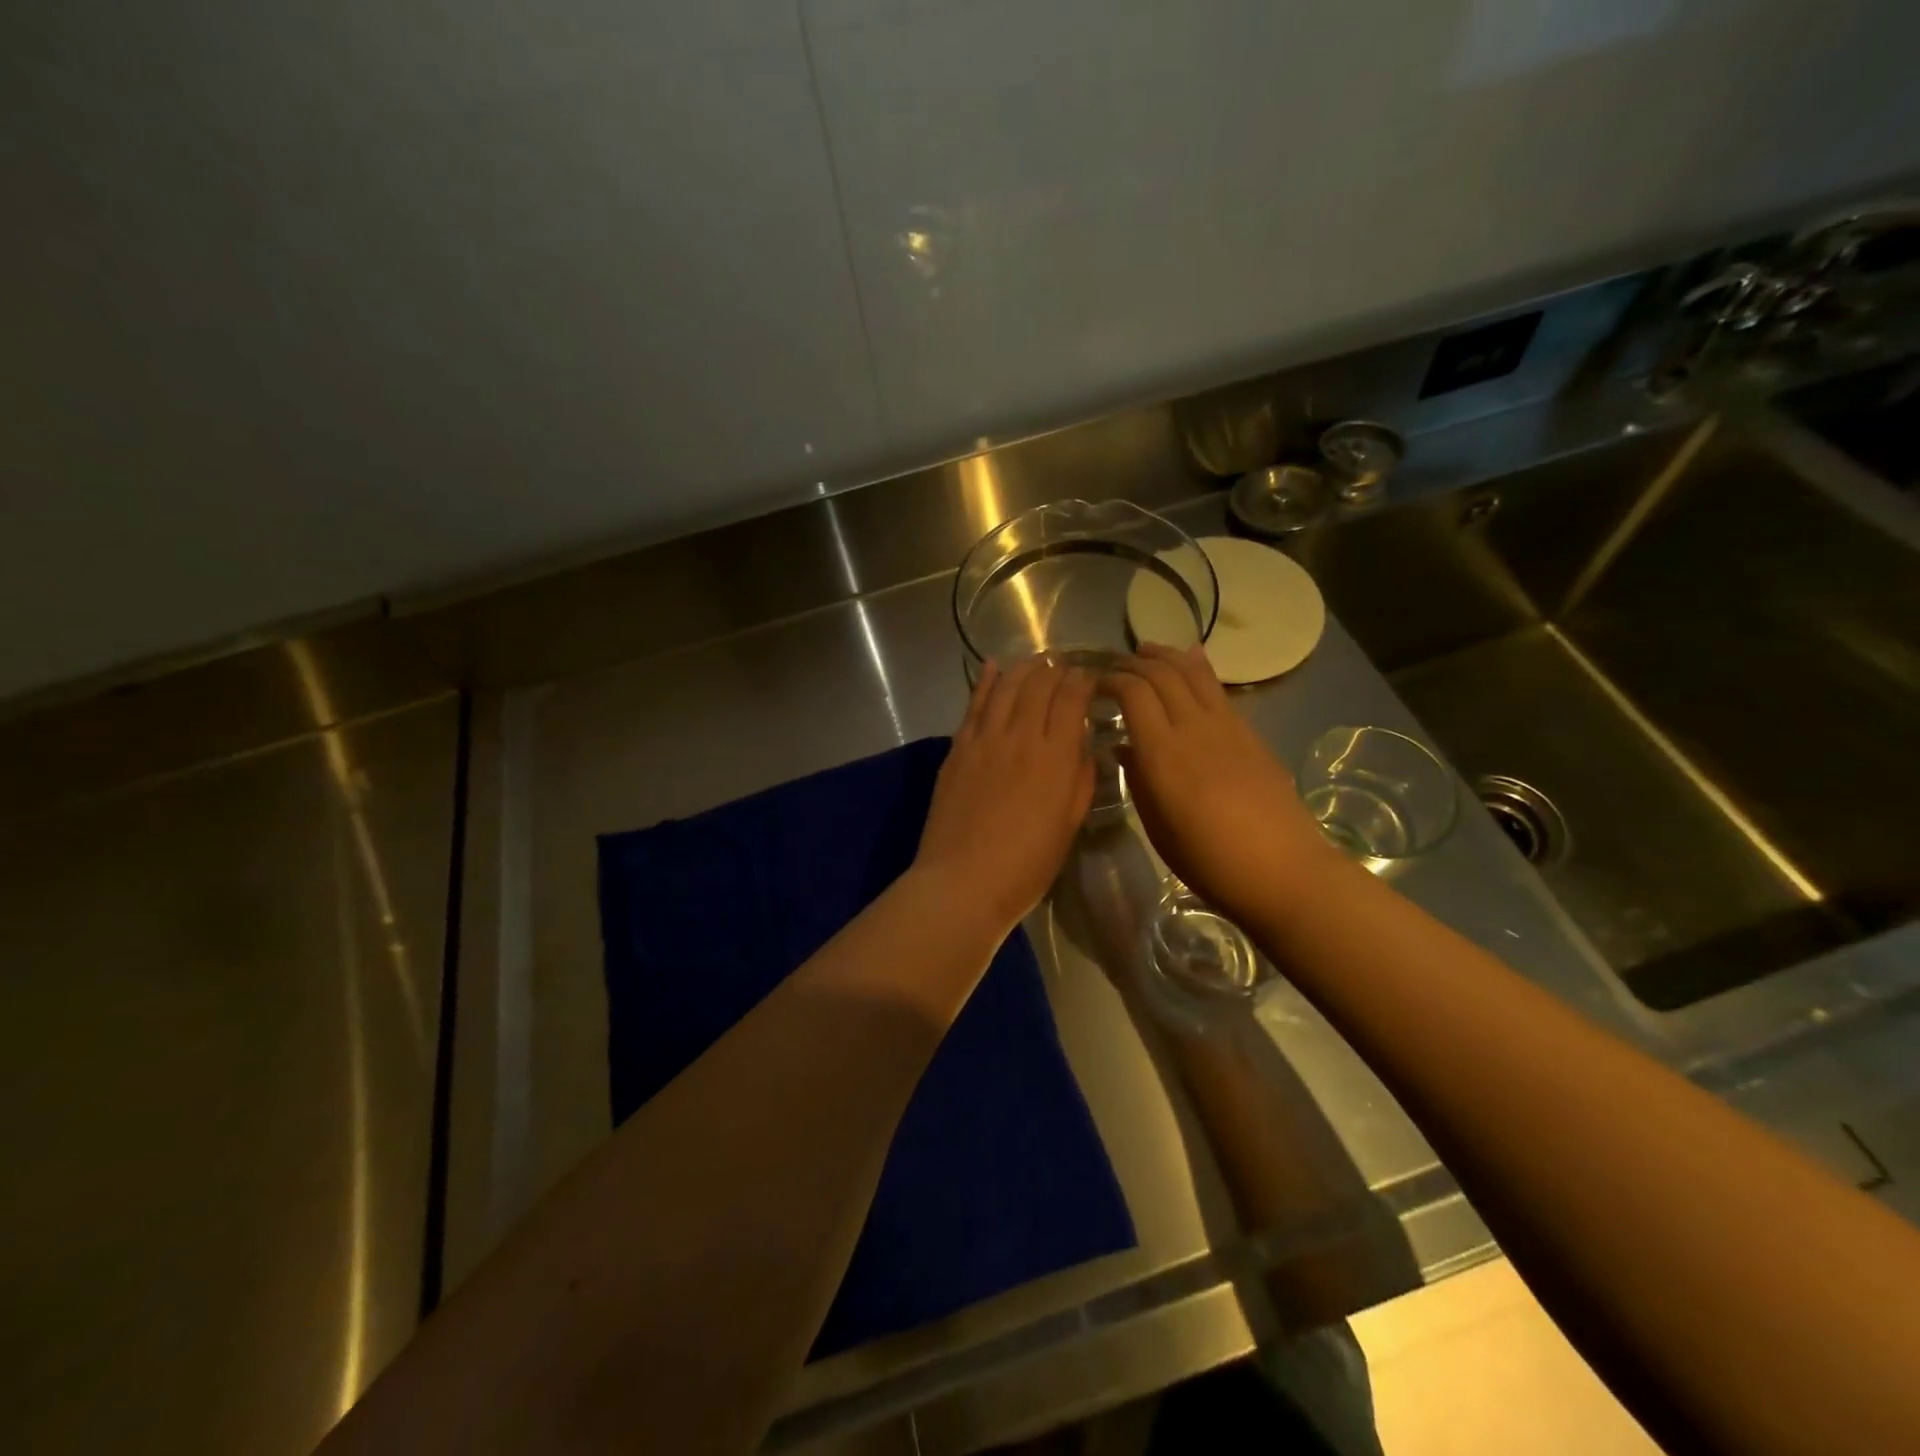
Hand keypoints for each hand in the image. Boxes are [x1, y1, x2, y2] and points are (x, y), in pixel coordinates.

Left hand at [913, 658, 1097, 933]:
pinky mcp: (958, 748)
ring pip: (1007, 687)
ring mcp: (985, 739)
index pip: (1072, 698)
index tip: (1090, 678)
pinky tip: (993, 666)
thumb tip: (1083, 746)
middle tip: (1064, 668)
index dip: (1083, 681)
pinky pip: (974, 704)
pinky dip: (986, 681)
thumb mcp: (1068, 825)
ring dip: (1024, 669)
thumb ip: (1079, 780)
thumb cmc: (1026, 865)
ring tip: (1035, 662)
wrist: (963, 882)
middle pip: (1040, 684)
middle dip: (1056, 670)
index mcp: (1055, 756)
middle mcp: (1021, 736)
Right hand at [1104, 644, 1336, 927]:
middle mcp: (1193, 727)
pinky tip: (1189, 662)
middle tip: (1113, 666)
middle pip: (1161, 674)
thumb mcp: (1158, 826)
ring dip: (1166, 656)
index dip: (1109, 680)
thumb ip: (1137, 780)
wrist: (1282, 870)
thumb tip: (1123, 748)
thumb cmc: (1209, 861)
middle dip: (1132, 663)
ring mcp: (1226, 726)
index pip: (1132, 693)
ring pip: (1192, 673)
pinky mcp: (1249, 732)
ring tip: (1147, 649)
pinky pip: (1217, 688)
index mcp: (1162, 753)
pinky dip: (1197, 668)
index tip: (1093, 683)